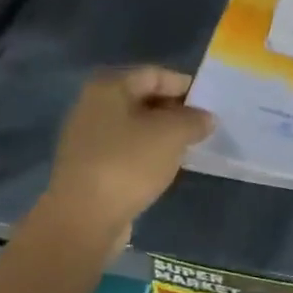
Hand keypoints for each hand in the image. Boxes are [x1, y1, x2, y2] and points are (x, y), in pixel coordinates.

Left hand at [36, 67, 214, 253]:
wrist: (83, 218)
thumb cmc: (129, 163)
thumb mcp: (172, 134)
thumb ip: (194, 120)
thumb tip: (205, 118)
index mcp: (109, 87)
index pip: (155, 74)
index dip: (184, 85)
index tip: (209, 103)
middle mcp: (92, 106)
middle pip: (142, 98)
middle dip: (174, 110)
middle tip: (202, 126)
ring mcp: (86, 137)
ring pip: (134, 126)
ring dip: (161, 133)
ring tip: (188, 147)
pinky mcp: (88, 166)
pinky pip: (125, 149)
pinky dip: (146, 153)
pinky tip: (164, 167)